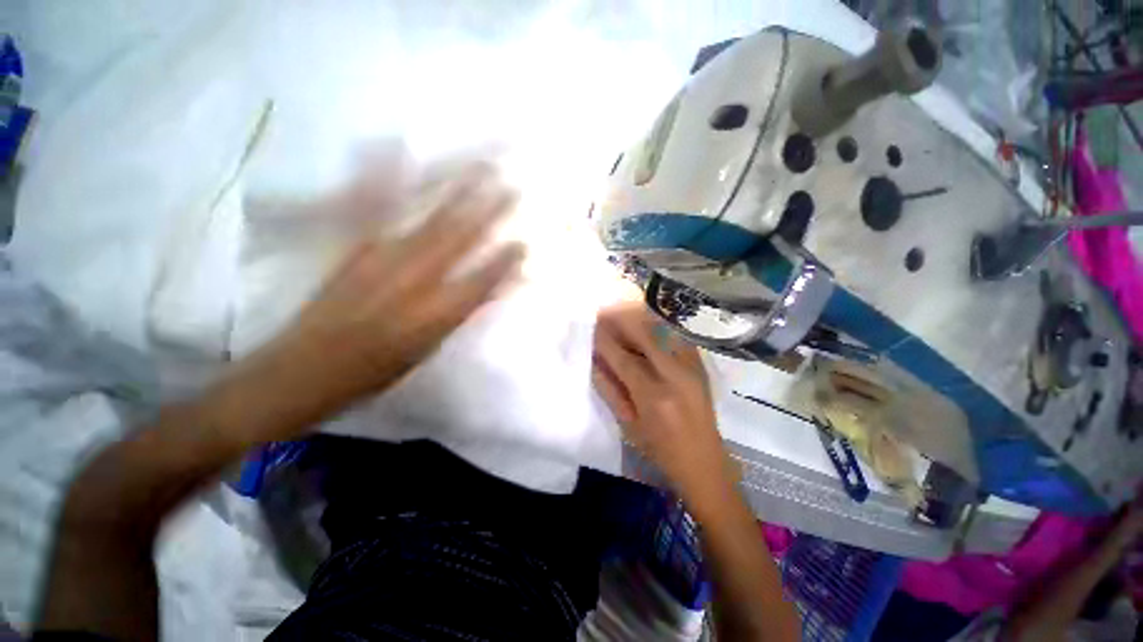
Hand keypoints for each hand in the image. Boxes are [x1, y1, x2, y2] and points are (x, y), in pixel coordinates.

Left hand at [271, 166, 525, 412]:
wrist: (302, 370)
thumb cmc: (375, 369)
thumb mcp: (429, 348)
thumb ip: (461, 313)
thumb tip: (491, 288)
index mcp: (436, 313)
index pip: (482, 280)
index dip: (505, 261)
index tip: (523, 243)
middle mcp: (414, 280)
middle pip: (459, 239)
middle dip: (488, 211)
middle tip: (511, 185)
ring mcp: (380, 257)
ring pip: (427, 217)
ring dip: (455, 190)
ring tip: (476, 165)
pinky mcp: (351, 247)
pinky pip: (370, 206)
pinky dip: (382, 175)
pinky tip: (394, 148)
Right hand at [591, 302, 727, 498]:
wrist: (705, 461)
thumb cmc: (660, 449)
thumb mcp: (628, 425)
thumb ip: (609, 389)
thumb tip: (595, 361)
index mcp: (654, 397)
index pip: (624, 359)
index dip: (605, 341)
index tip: (592, 327)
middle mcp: (676, 376)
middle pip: (647, 335)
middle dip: (622, 319)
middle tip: (605, 311)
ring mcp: (693, 368)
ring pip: (663, 331)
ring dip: (640, 318)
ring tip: (622, 312)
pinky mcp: (700, 366)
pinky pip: (676, 336)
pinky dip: (658, 326)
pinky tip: (645, 322)